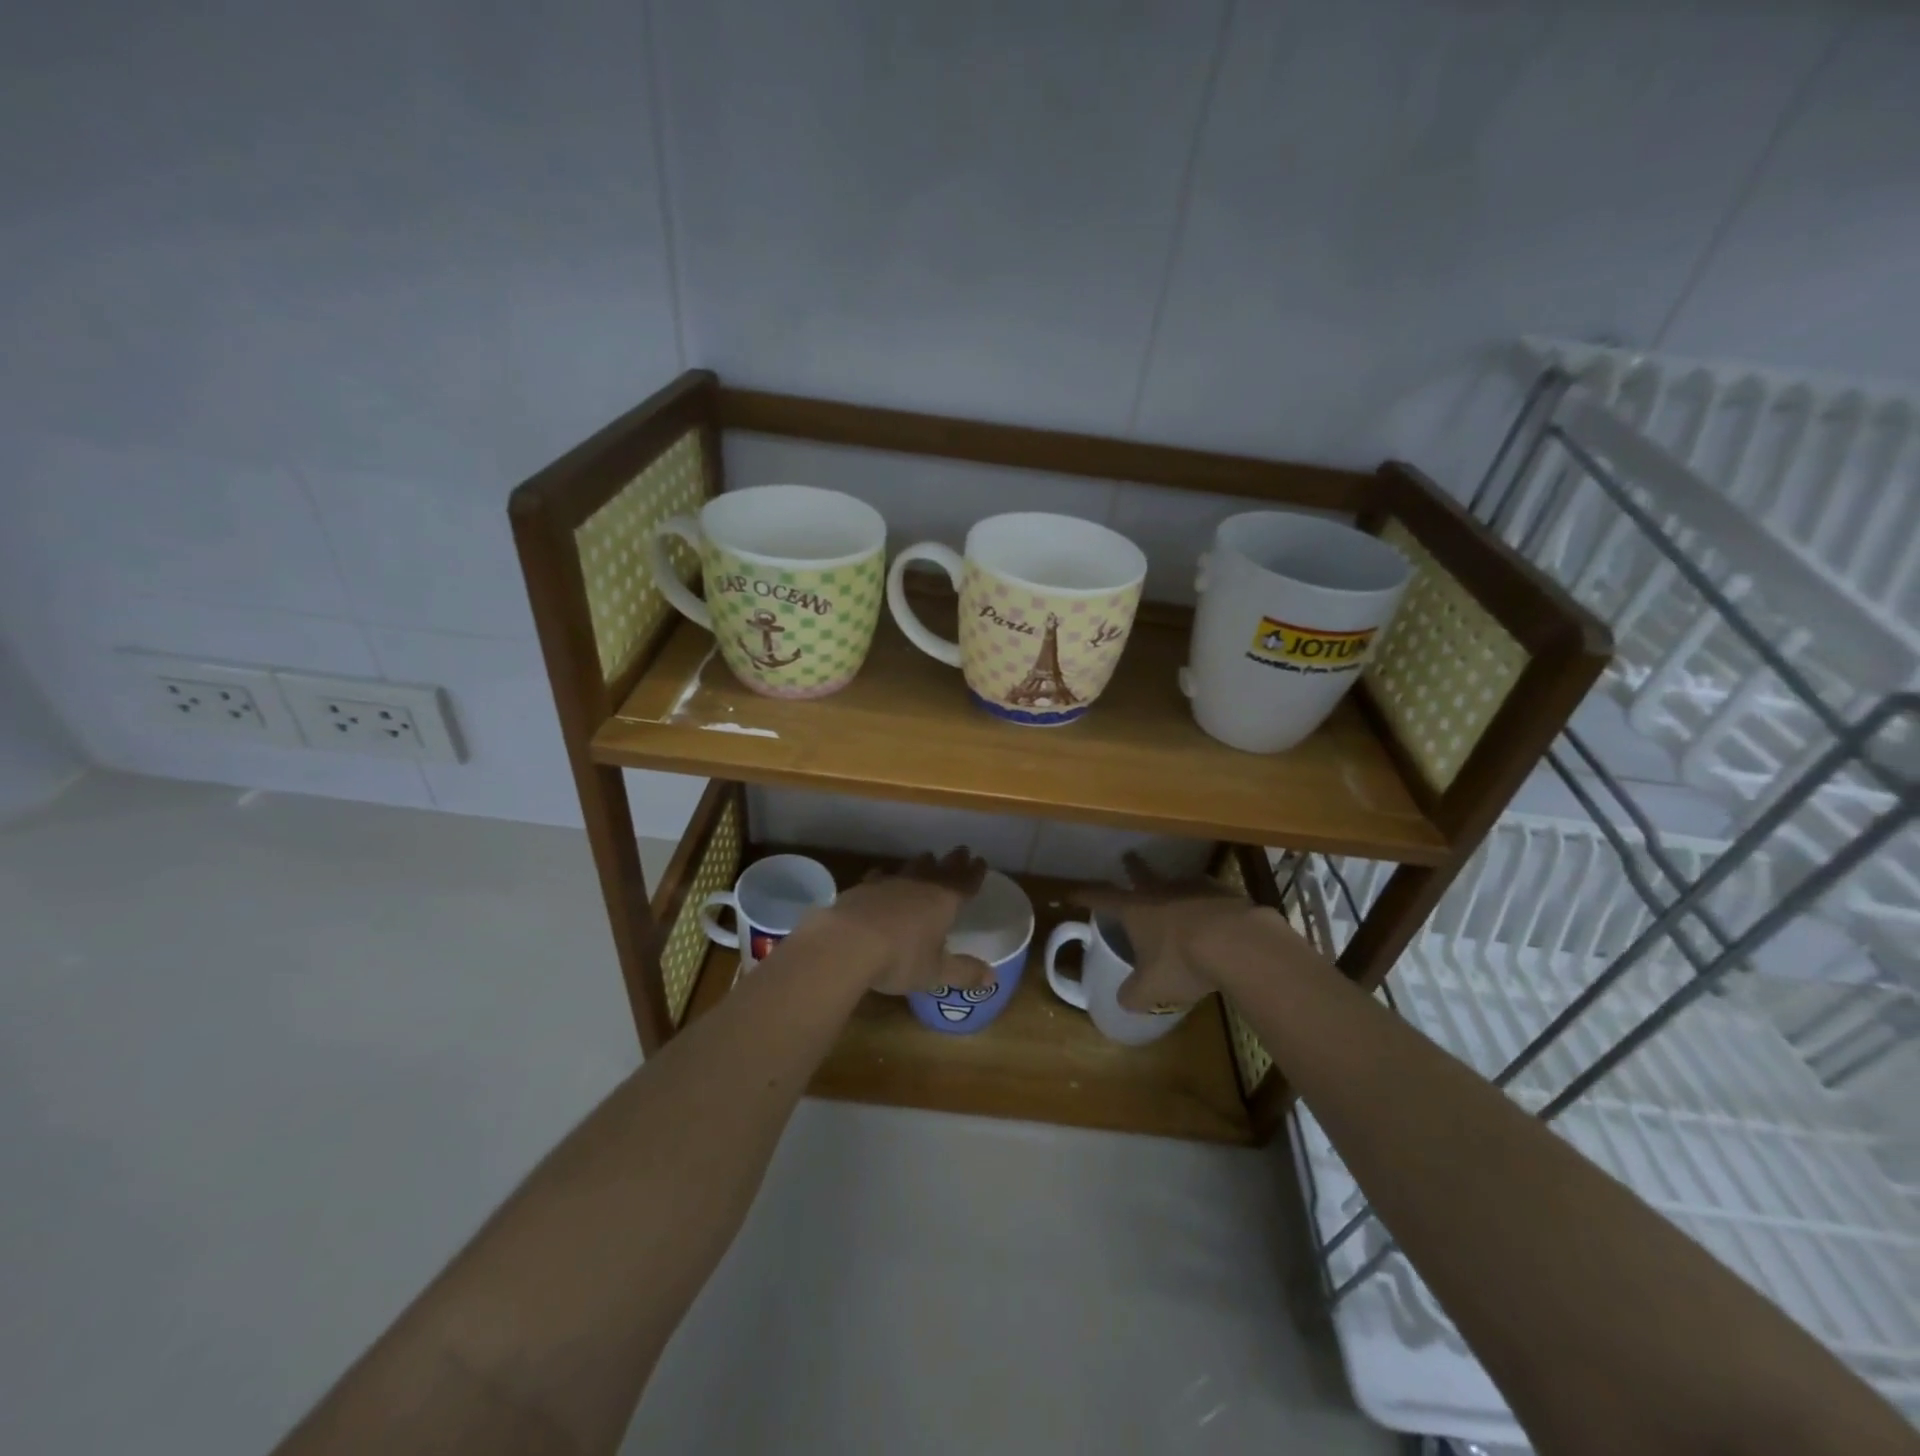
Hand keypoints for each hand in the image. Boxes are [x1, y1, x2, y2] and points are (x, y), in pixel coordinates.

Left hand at [823, 847, 993, 995]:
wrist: (847, 942)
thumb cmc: (900, 958)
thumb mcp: (935, 972)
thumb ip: (963, 972)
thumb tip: (993, 978)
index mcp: (944, 902)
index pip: (965, 883)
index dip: (974, 873)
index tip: (981, 861)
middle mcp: (920, 886)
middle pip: (941, 869)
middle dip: (953, 861)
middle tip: (961, 850)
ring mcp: (889, 884)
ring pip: (912, 868)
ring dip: (922, 863)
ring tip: (928, 856)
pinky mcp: (863, 888)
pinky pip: (880, 877)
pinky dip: (885, 876)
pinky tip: (882, 876)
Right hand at [1078, 852, 1298, 1011]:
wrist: (1237, 943)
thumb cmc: (1182, 963)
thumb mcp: (1151, 990)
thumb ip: (1133, 995)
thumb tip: (1123, 1001)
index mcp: (1135, 910)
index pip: (1101, 898)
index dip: (1084, 895)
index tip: (1071, 892)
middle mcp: (1160, 892)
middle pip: (1141, 874)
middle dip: (1132, 867)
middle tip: (1128, 857)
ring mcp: (1193, 888)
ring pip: (1177, 881)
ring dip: (1172, 885)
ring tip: (1175, 890)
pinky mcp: (1224, 893)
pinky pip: (1209, 893)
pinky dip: (1206, 900)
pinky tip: (1213, 913)